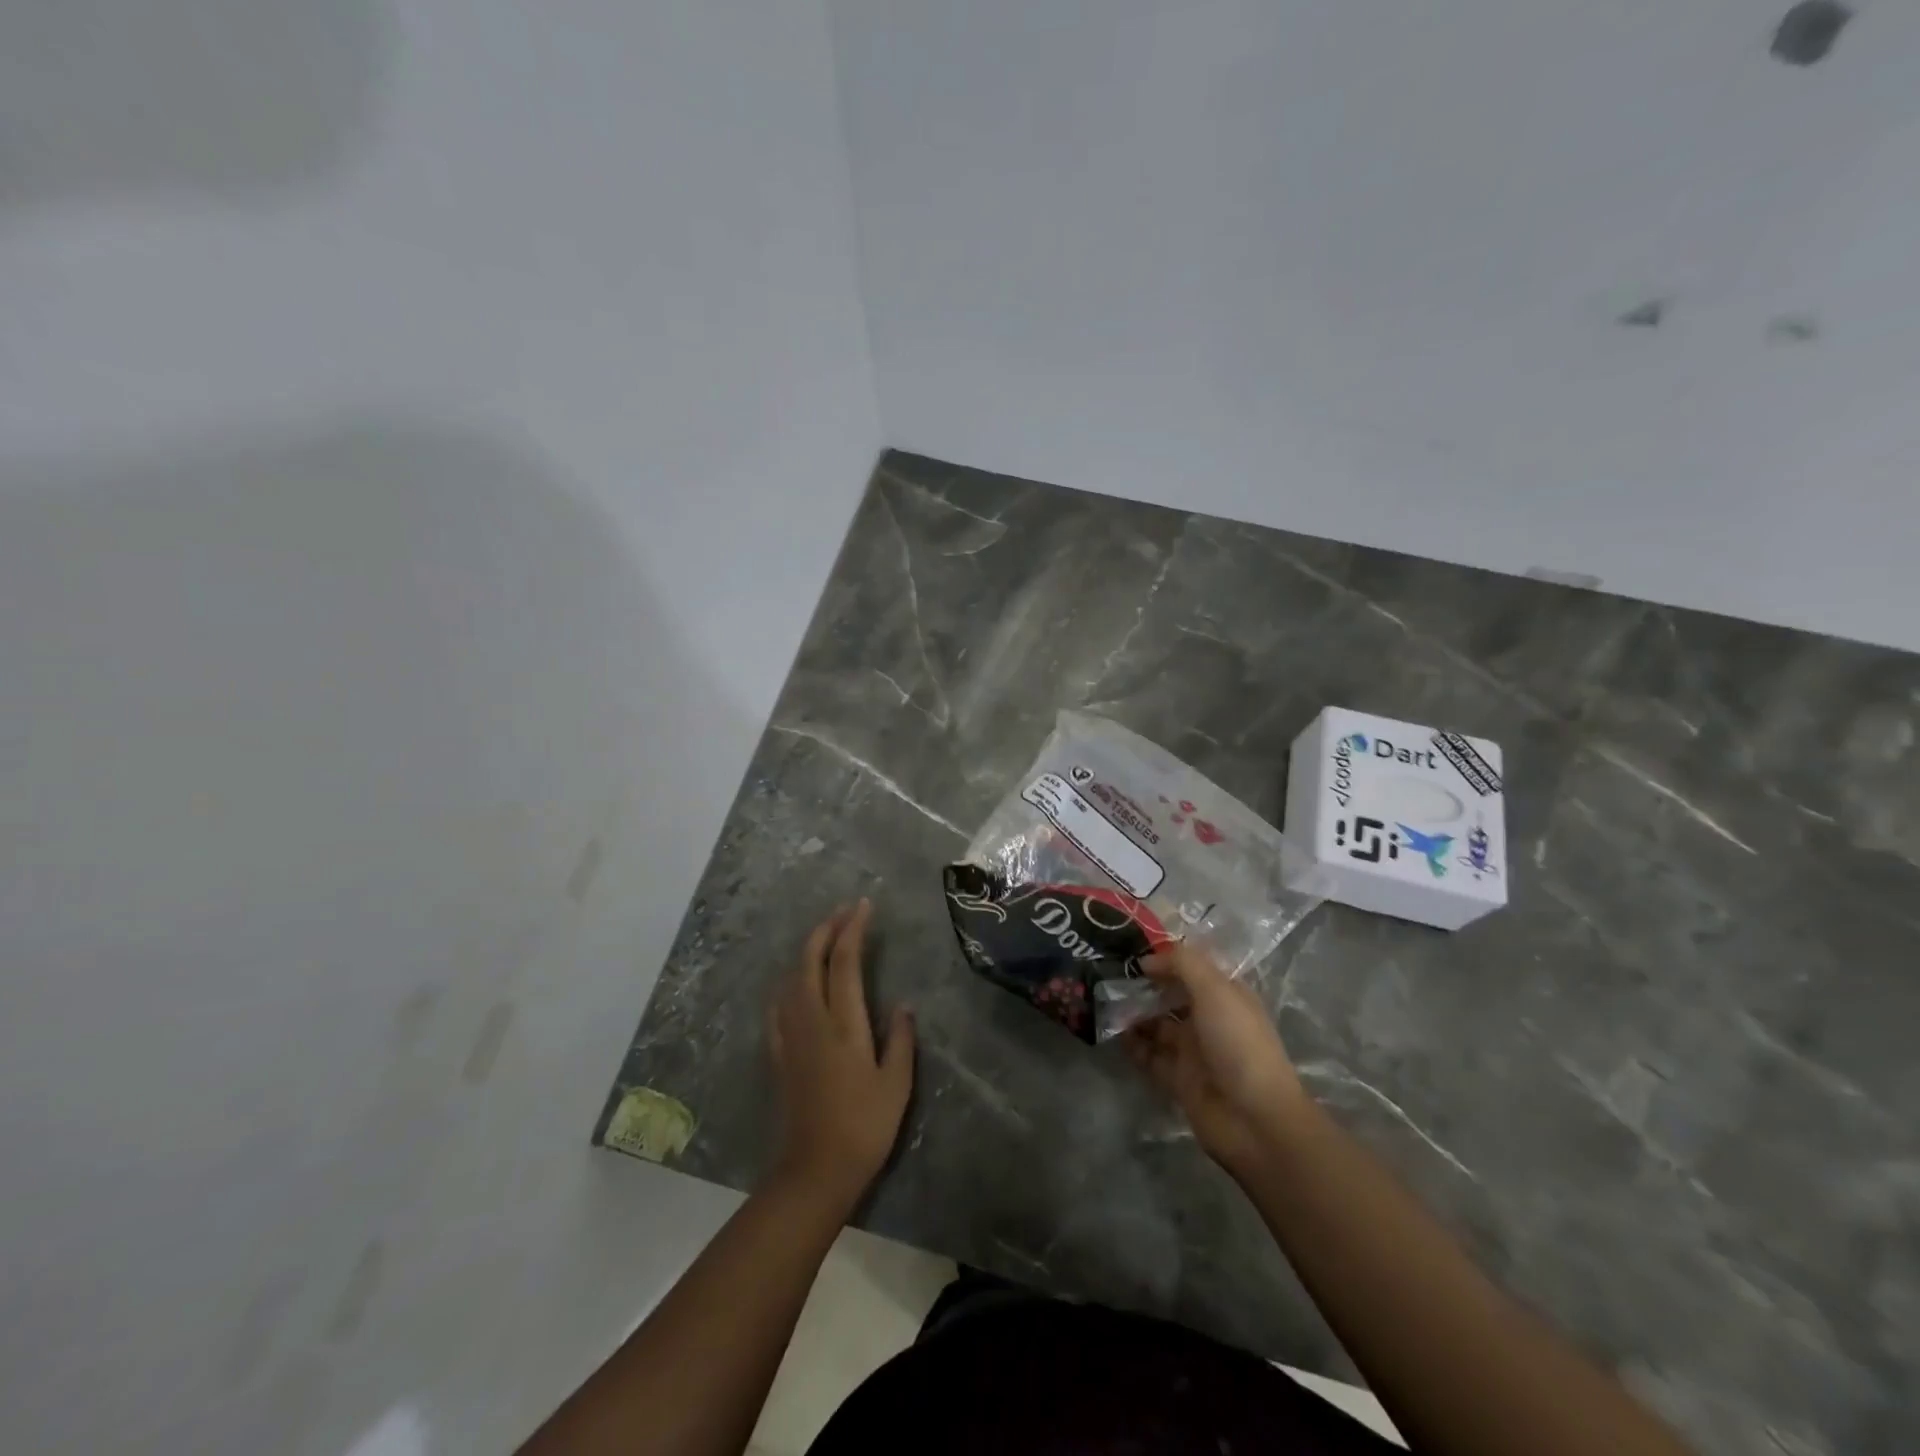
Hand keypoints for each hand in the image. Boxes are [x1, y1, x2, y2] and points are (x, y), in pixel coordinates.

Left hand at [768, 900, 914, 1205]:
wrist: (815, 1171)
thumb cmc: (864, 1128)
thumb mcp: (896, 1085)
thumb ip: (900, 1040)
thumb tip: (902, 1006)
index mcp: (844, 1024)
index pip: (844, 962)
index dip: (853, 929)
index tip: (864, 907)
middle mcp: (812, 1021)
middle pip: (810, 961)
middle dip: (825, 929)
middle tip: (844, 912)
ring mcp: (791, 1037)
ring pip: (791, 979)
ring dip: (807, 951)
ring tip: (826, 939)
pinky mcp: (780, 1055)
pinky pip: (779, 1006)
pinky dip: (789, 982)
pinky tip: (795, 984)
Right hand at [1124, 943, 1307, 1173]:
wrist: (1254, 1119)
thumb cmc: (1239, 1043)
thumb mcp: (1215, 990)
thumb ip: (1181, 964)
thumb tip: (1147, 960)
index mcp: (1226, 995)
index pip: (1192, 968)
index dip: (1165, 957)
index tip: (1130, 948)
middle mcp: (1209, 1019)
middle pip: (1170, 995)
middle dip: (1143, 985)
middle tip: (1108, 972)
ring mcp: (1193, 1051)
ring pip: (1156, 1024)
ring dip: (1133, 1013)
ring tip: (1103, 999)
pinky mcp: (1178, 1079)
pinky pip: (1149, 1056)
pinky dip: (1132, 1044)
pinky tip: (1112, 1031)